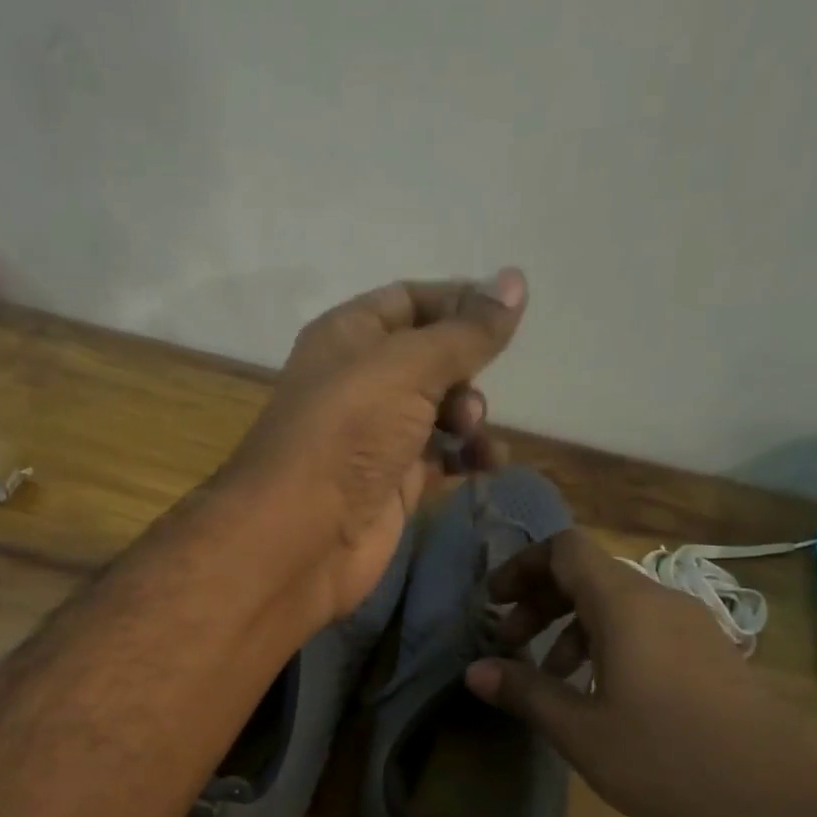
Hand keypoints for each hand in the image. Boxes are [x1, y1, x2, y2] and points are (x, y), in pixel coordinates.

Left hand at [222, 270, 525, 624]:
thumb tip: (515, 280)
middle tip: (469, 394)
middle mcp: (360, 382)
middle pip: (430, 358)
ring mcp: (376, 436)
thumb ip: (465, 331)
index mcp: (348, 336)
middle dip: (464, 369)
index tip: (506, 313)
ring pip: (440, 410)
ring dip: (470, 415)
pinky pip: (442, 458)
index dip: (457, 301)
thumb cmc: (348, 433)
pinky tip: (489, 463)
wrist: (302, 536)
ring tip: (471, 433)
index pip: (409, 300)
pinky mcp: (393, 484)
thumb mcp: (408, 367)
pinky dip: (468, 456)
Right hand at [464, 529, 816, 816]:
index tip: (494, 603)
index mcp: (627, 605)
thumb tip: (474, 670)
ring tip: (553, 679)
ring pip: (619, 605)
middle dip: (541, 602)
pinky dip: (609, 644)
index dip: (522, 566)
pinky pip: (648, 629)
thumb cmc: (663, 760)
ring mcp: (695, 628)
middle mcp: (663, 602)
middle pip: (589, 574)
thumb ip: (524, 691)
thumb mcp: (579, 729)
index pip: (565, 550)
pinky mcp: (713, 656)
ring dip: (573, 628)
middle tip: (511, 643)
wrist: (772, 807)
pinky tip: (603, 696)